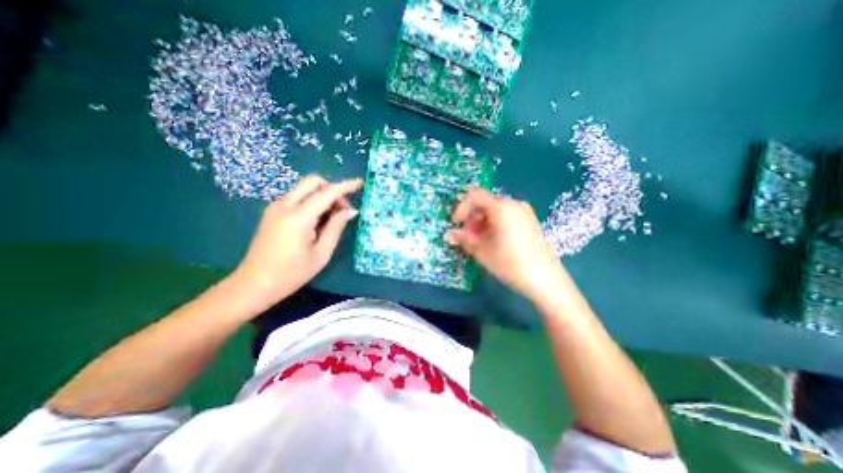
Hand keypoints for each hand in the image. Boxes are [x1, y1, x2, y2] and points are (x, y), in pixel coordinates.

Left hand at [233, 175, 362, 312]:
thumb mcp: (322, 253)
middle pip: (313, 182)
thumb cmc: (292, 273)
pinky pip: (297, 197)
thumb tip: (351, 211)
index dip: (346, 186)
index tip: (361, 183)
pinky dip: (311, 201)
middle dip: (332, 189)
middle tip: (342, 209)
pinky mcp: (272, 212)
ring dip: (322, 196)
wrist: (255, 284)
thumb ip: (336, 227)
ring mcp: (276, 207)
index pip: (327, 193)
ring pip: (305, 189)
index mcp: (299, 217)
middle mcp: (285, 205)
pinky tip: (317, 220)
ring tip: (331, 218)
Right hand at [443, 186, 569, 300]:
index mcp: (502, 207)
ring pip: (495, 210)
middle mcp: (514, 204)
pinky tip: (493, 241)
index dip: (461, 207)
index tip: (456, 224)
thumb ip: (463, 239)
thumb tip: (448, 234)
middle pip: (485, 203)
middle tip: (466, 237)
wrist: (546, 279)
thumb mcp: (482, 251)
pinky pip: (506, 216)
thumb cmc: (510, 263)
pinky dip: (494, 224)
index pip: (475, 195)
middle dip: (471, 218)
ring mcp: (524, 212)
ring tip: (479, 242)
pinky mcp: (529, 221)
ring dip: (481, 222)